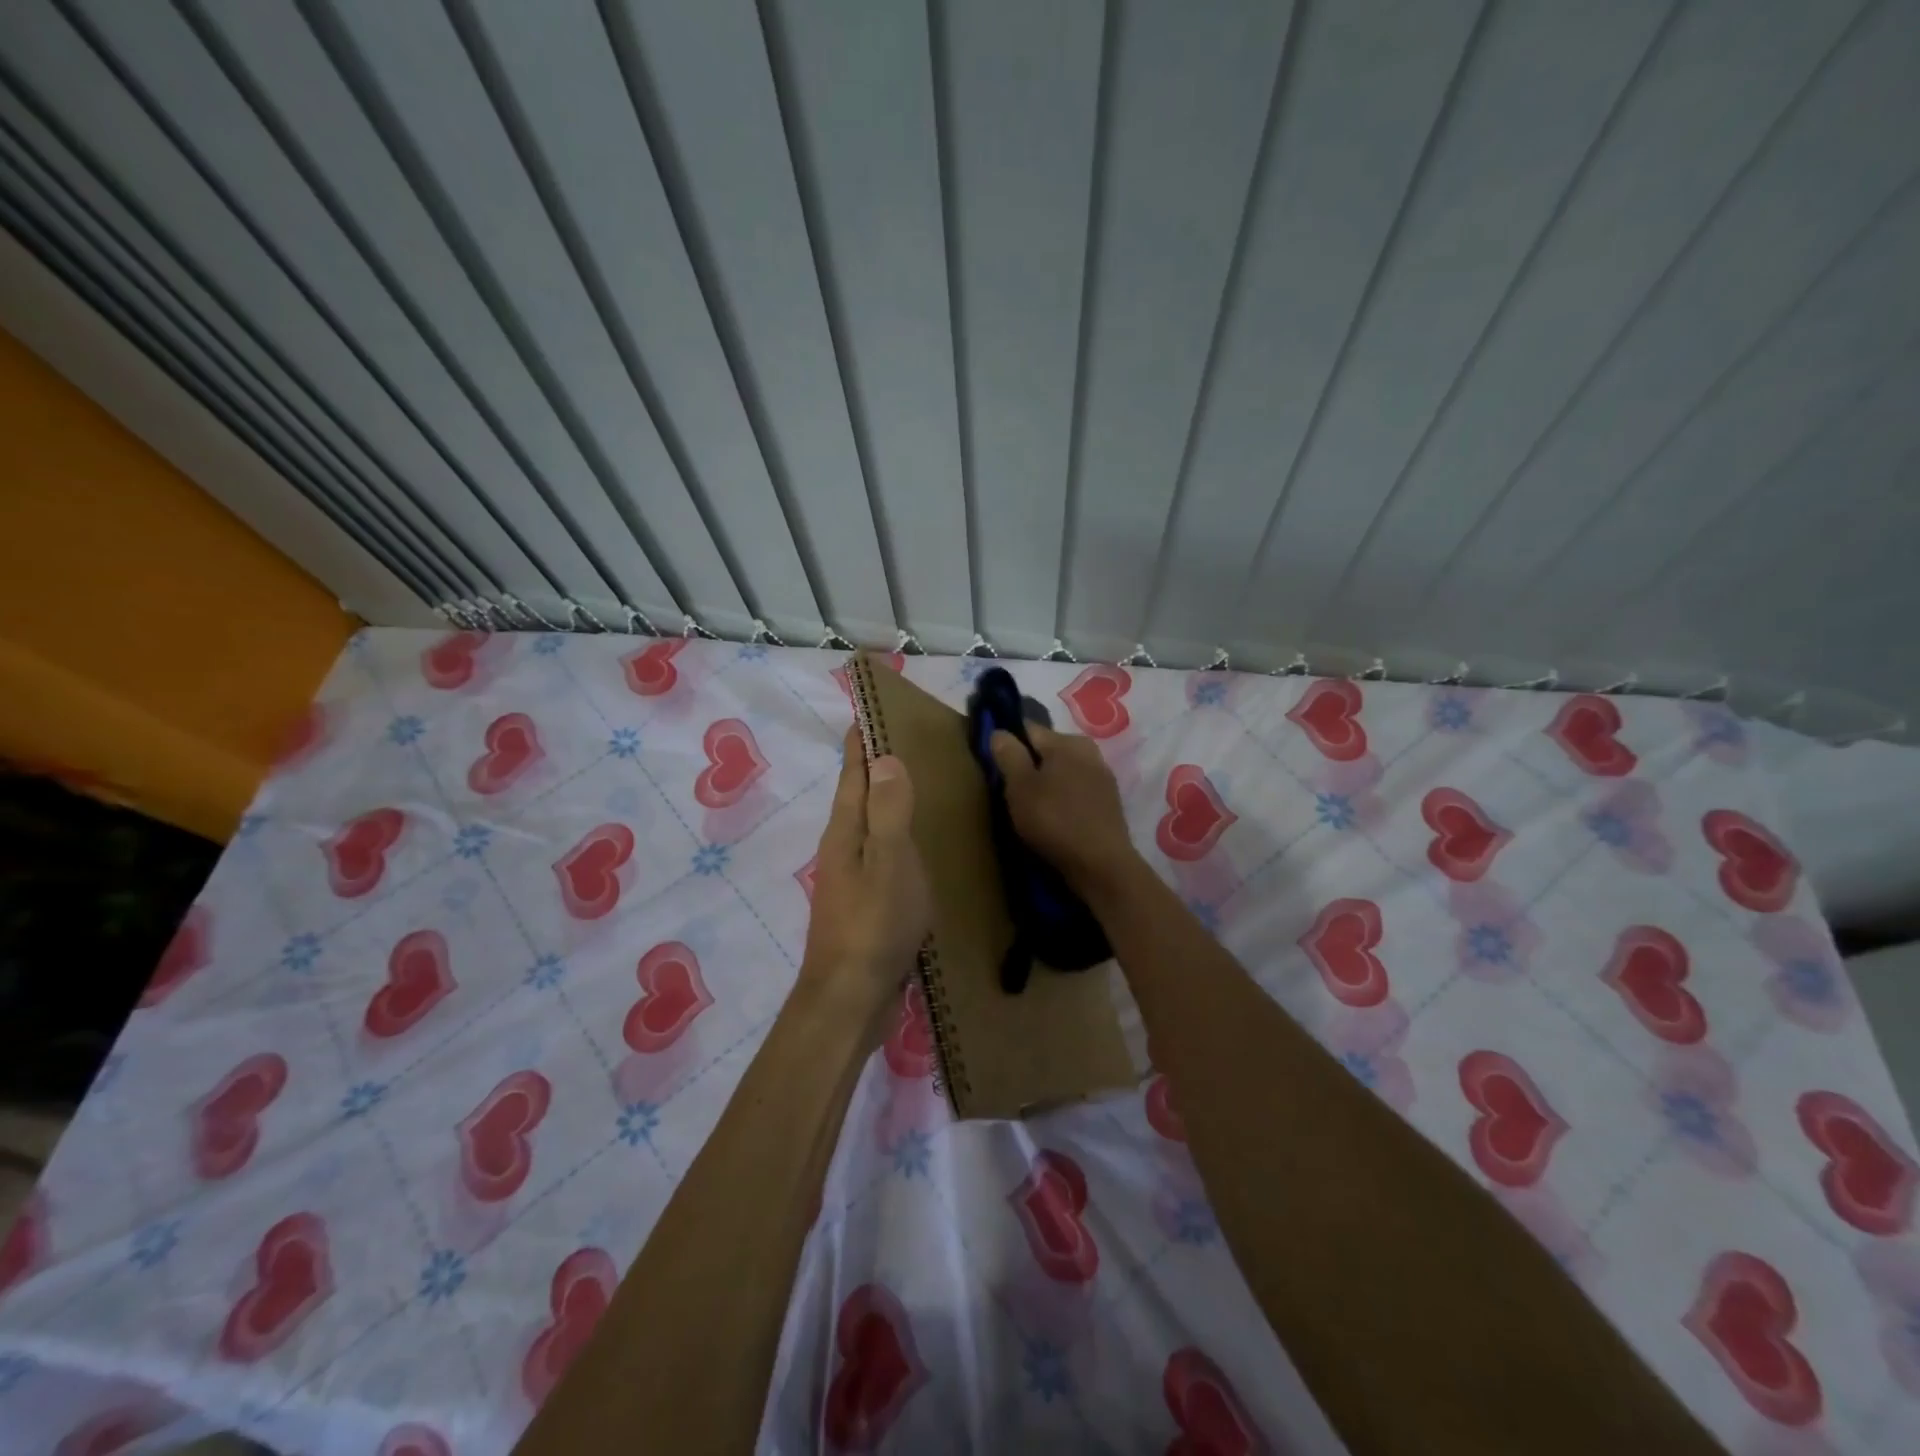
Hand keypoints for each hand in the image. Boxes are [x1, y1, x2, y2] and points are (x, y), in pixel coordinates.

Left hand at [798, 730, 932, 1017]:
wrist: (850, 998)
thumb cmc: (873, 925)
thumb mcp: (888, 862)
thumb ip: (888, 811)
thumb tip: (885, 758)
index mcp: (846, 831)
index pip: (852, 772)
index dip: (860, 740)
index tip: (869, 710)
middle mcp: (842, 847)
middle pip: (857, 795)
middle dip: (875, 765)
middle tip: (907, 741)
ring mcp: (850, 877)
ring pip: (868, 825)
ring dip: (886, 800)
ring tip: (917, 784)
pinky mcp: (864, 903)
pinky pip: (880, 853)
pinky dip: (895, 835)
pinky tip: (916, 845)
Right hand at [989, 723, 1142, 899]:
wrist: (1102, 864)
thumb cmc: (1055, 820)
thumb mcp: (1020, 787)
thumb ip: (1009, 755)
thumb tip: (999, 731)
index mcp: (1066, 741)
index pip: (1029, 728)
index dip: (1009, 741)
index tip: (995, 761)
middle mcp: (1089, 751)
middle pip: (1049, 749)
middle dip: (1030, 763)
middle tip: (1012, 789)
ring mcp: (1103, 776)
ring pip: (1065, 770)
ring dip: (1049, 782)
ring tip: (1032, 806)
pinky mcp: (1109, 802)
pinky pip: (1078, 790)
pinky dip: (1064, 798)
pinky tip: (1056, 817)